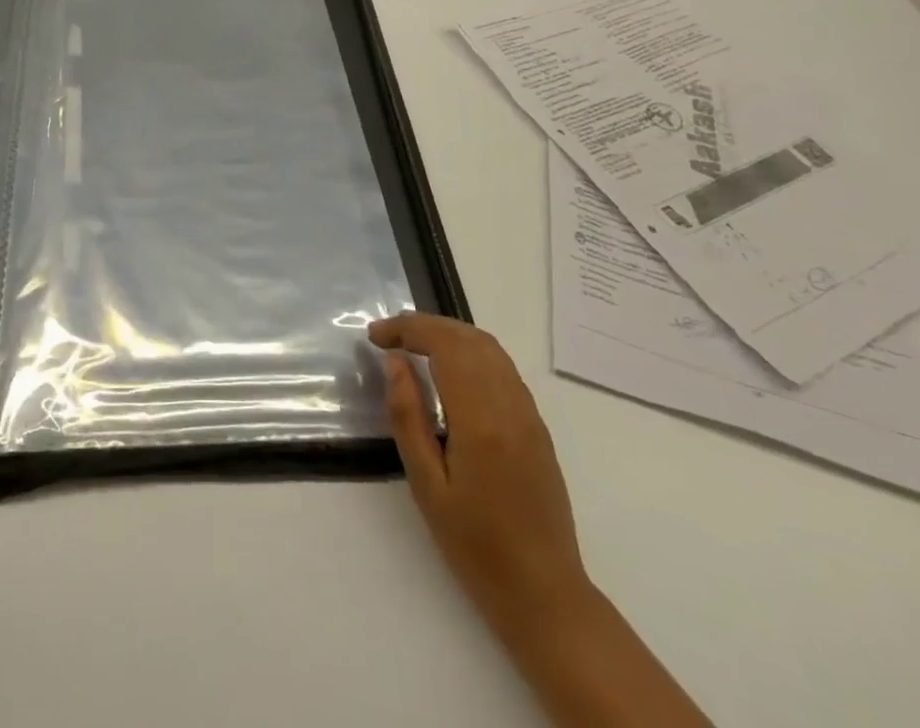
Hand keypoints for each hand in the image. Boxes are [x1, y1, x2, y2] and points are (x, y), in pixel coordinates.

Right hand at [370, 311, 586, 622]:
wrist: (544, 595)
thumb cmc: (475, 546)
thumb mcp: (426, 485)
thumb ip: (408, 416)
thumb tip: (395, 362)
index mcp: (480, 419)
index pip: (444, 345)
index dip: (407, 329)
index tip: (375, 336)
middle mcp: (510, 405)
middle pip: (468, 338)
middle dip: (425, 325)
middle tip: (389, 335)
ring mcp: (529, 414)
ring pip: (490, 348)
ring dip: (449, 334)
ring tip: (414, 344)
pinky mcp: (537, 426)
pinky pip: (503, 368)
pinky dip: (471, 351)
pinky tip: (449, 369)